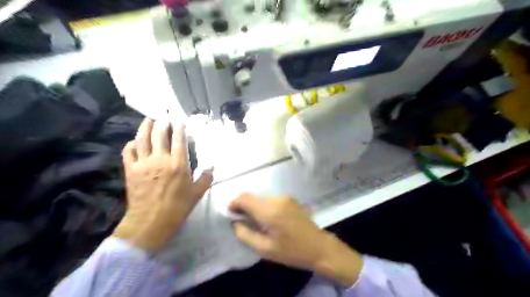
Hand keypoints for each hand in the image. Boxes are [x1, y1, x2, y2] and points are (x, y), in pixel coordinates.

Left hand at [112, 119, 212, 252]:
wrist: (150, 222)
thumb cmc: (177, 207)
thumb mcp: (197, 193)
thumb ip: (206, 178)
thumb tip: (212, 167)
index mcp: (178, 164)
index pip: (179, 139)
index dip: (179, 128)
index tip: (179, 121)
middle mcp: (160, 159)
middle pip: (159, 135)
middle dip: (162, 124)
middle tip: (164, 118)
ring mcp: (143, 164)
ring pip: (142, 139)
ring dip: (145, 127)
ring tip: (148, 119)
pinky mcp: (130, 170)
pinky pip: (128, 152)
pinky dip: (131, 144)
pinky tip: (135, 142)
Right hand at [232, 193, 364, 285]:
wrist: (319, 247)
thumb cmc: (292, 251)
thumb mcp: (265, 249)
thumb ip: (245, 234)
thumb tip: (234, 223)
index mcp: (270, 211)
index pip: (245, 198)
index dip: (234, 203)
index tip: (230, 214)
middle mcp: (277, 199)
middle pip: (253, 197)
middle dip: (243, 206)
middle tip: (240, 221)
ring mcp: (285, 197)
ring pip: (261, 198)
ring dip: (254, 206)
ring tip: (255, 222)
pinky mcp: (290, 199)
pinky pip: (270, 200)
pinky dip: (263, 206)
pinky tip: (268, 219)